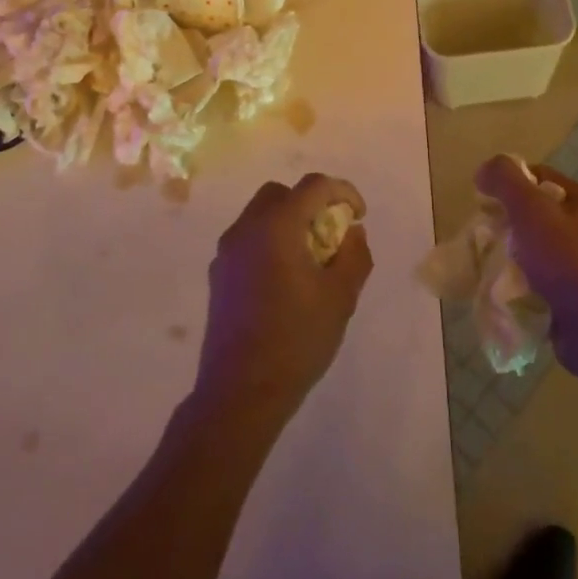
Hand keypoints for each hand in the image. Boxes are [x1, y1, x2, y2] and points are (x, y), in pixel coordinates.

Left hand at [194, 173, 372, 428]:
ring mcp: (227, 251)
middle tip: (332, 233)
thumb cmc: (296, 340)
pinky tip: (285, 280)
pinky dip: (270, 241)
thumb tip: (352, 232)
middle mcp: (246, 228)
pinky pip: (248, 239)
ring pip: (261, 215)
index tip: (359, 217)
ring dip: (289, 222)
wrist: (240, 392)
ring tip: (311, 258)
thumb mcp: (340, 298)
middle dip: (311, 203)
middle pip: (281, 193)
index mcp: (277, 226)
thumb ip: (354, 255)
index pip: (313, 186)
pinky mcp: (218, 274)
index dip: (343, 192)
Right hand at [474, 155, 577, 367]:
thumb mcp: (531, 208)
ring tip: (488, 263)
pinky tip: (502, 287)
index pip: (537, 176)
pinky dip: (516, 279)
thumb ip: (505, 180)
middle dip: (504, 221)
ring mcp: (577, 262)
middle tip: (484, 234)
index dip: (508, 182)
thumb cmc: (564, 259)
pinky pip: (533, 276)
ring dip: (507, 253)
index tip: (485, 201)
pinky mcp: (568, 292)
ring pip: (530, 245)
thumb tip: (484, 171)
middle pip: (532, 211)